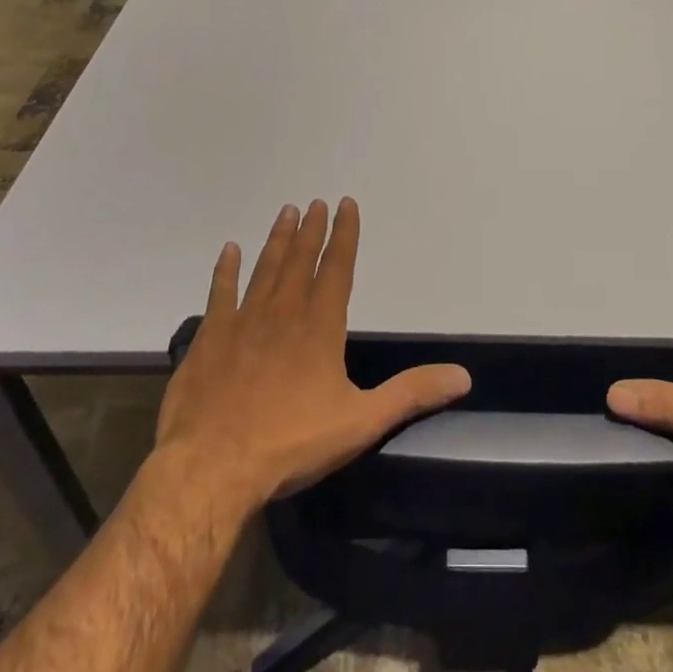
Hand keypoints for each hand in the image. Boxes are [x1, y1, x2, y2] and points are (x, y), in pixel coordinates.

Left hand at [153, 198, 470, 510]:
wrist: (211, 468)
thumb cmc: (291, 443)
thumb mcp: (361, 422)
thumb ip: (411, 394)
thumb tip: (462, 376)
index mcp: (320, 326)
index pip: (337, 268)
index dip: (344, 234)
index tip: (346, 204)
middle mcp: (283, 312)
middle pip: (300, 260)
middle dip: (311, 229)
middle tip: (314, 202)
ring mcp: (242, 322)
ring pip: (265, 268)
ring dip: (277, 240)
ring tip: (286, 212)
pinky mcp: (210, 338)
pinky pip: (220, 293)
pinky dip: (225, 270)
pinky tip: (229, 250)